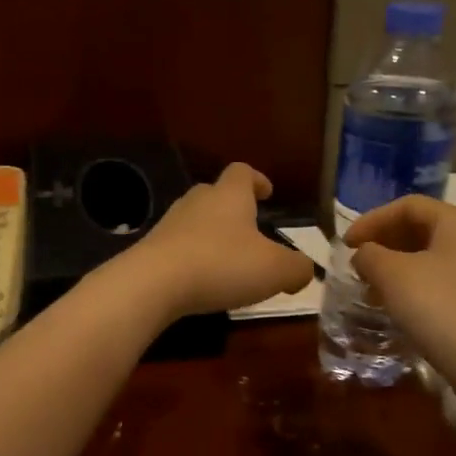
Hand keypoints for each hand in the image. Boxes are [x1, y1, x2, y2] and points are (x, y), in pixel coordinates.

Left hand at [118, 162, 314, 319]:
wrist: (153, 283)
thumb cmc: (222, 265)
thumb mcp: (275, 270)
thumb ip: (297, 268)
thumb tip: (303, 270)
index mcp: (230, 195)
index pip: (243, 172)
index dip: (257, 179)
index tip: (267, 193)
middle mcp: (197, 201)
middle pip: (215, 194)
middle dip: (233, 209)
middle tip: (249, 231)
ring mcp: (170, 224)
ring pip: (195, 221)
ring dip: (212, 236)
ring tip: (228, 261)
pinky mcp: (151, 249)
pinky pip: (178, 247)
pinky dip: (193, 258)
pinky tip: (201, 281)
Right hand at [344, 195, 455, 379]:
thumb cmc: (436, 306)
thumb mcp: (391, 274)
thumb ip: (369, 255)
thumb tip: (365, 255)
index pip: (409, 206)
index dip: (372, 220)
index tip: (346, 244)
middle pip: (424, 228)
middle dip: (386, 242)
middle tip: (358, 262)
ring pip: (434, 255)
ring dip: (398, 265)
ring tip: (372, 286)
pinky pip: (445, 278)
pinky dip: (417, 283)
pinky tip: (398, 304)